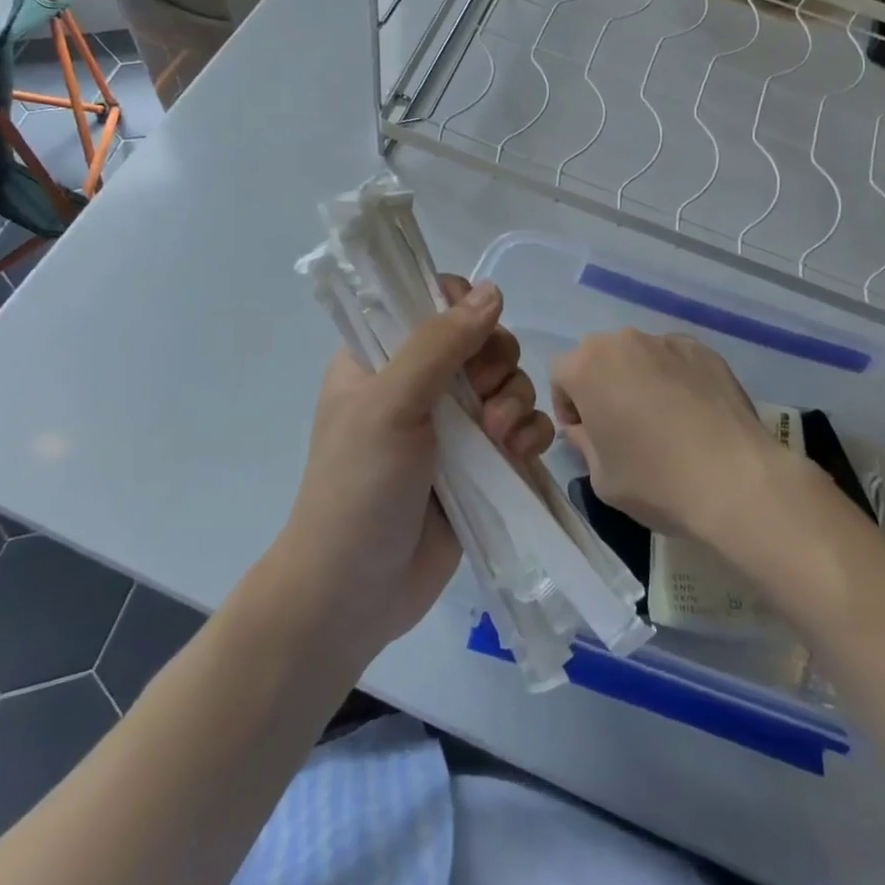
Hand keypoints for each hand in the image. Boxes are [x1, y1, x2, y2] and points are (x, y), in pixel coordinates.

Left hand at [281, 277, 553, 648]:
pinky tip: (517, 455)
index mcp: (380, 357)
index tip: (474, 332)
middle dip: (495, 363)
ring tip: (498, 439)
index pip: (429, 302)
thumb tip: (492, 290)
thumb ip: (439, 344)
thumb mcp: (390, 404)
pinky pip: (522, 427)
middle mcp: (418, 383)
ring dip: (515, 401)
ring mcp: (452, 425)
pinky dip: (529, 434)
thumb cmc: (358, 488)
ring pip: (507, 382)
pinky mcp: (482, 464)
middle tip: (482, 395)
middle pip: (482, 340)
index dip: (460, 307)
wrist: (355, 594)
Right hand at [550, 330, 781, 542]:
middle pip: (599, 358)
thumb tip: (584, 428)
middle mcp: (623, 341)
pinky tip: (692, 413)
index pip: (561, 374)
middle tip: (620, 425)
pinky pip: (675, 359)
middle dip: (601, 385)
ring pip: (638, 355)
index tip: (587, 434)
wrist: (736, 482)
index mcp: (587, 367)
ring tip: (661, 418)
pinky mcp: (704, 350)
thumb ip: (583, 442)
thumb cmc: (655, 481)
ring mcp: (667, 341)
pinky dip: (674, 377)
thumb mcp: (600, 477)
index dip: (568, 405)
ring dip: (637, 378)